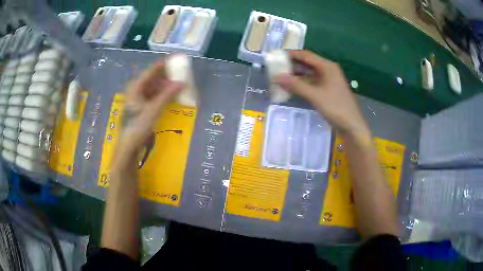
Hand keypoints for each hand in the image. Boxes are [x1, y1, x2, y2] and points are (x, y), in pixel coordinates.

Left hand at [121, 59, 182, 151]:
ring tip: (178, 85)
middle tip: (180, 74)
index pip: (151, 71)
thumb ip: (167, 95)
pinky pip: (153, 95)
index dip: (164, 65)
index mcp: (135, 87)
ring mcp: (138, 98)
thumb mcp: (154, 109)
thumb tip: (182, 83)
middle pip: (153, 78)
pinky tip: (171, 96)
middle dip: (166, 76)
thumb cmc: (138, 125)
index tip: (176, 60)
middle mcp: (136, 90)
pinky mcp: (141, 106)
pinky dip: (162, 94)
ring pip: (153, 87)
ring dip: (165, 86)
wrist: (130, 145)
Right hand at [274, 50, 370, 144]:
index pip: (306, 55)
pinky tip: (291, 88)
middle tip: (275, 68)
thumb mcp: (315, 95)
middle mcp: (328, 70)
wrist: (352, 126)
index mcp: (327, 67)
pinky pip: (312, 83)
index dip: (291, 54)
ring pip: (309, 74)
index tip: (276, 56)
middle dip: (292, 65)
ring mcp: (328, 81)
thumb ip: (296, 85)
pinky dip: (302, 85)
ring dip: (296, 76)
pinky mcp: (327, 90)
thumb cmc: (336, 107)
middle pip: (307, 63)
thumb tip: (276, 77)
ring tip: (280, 78)